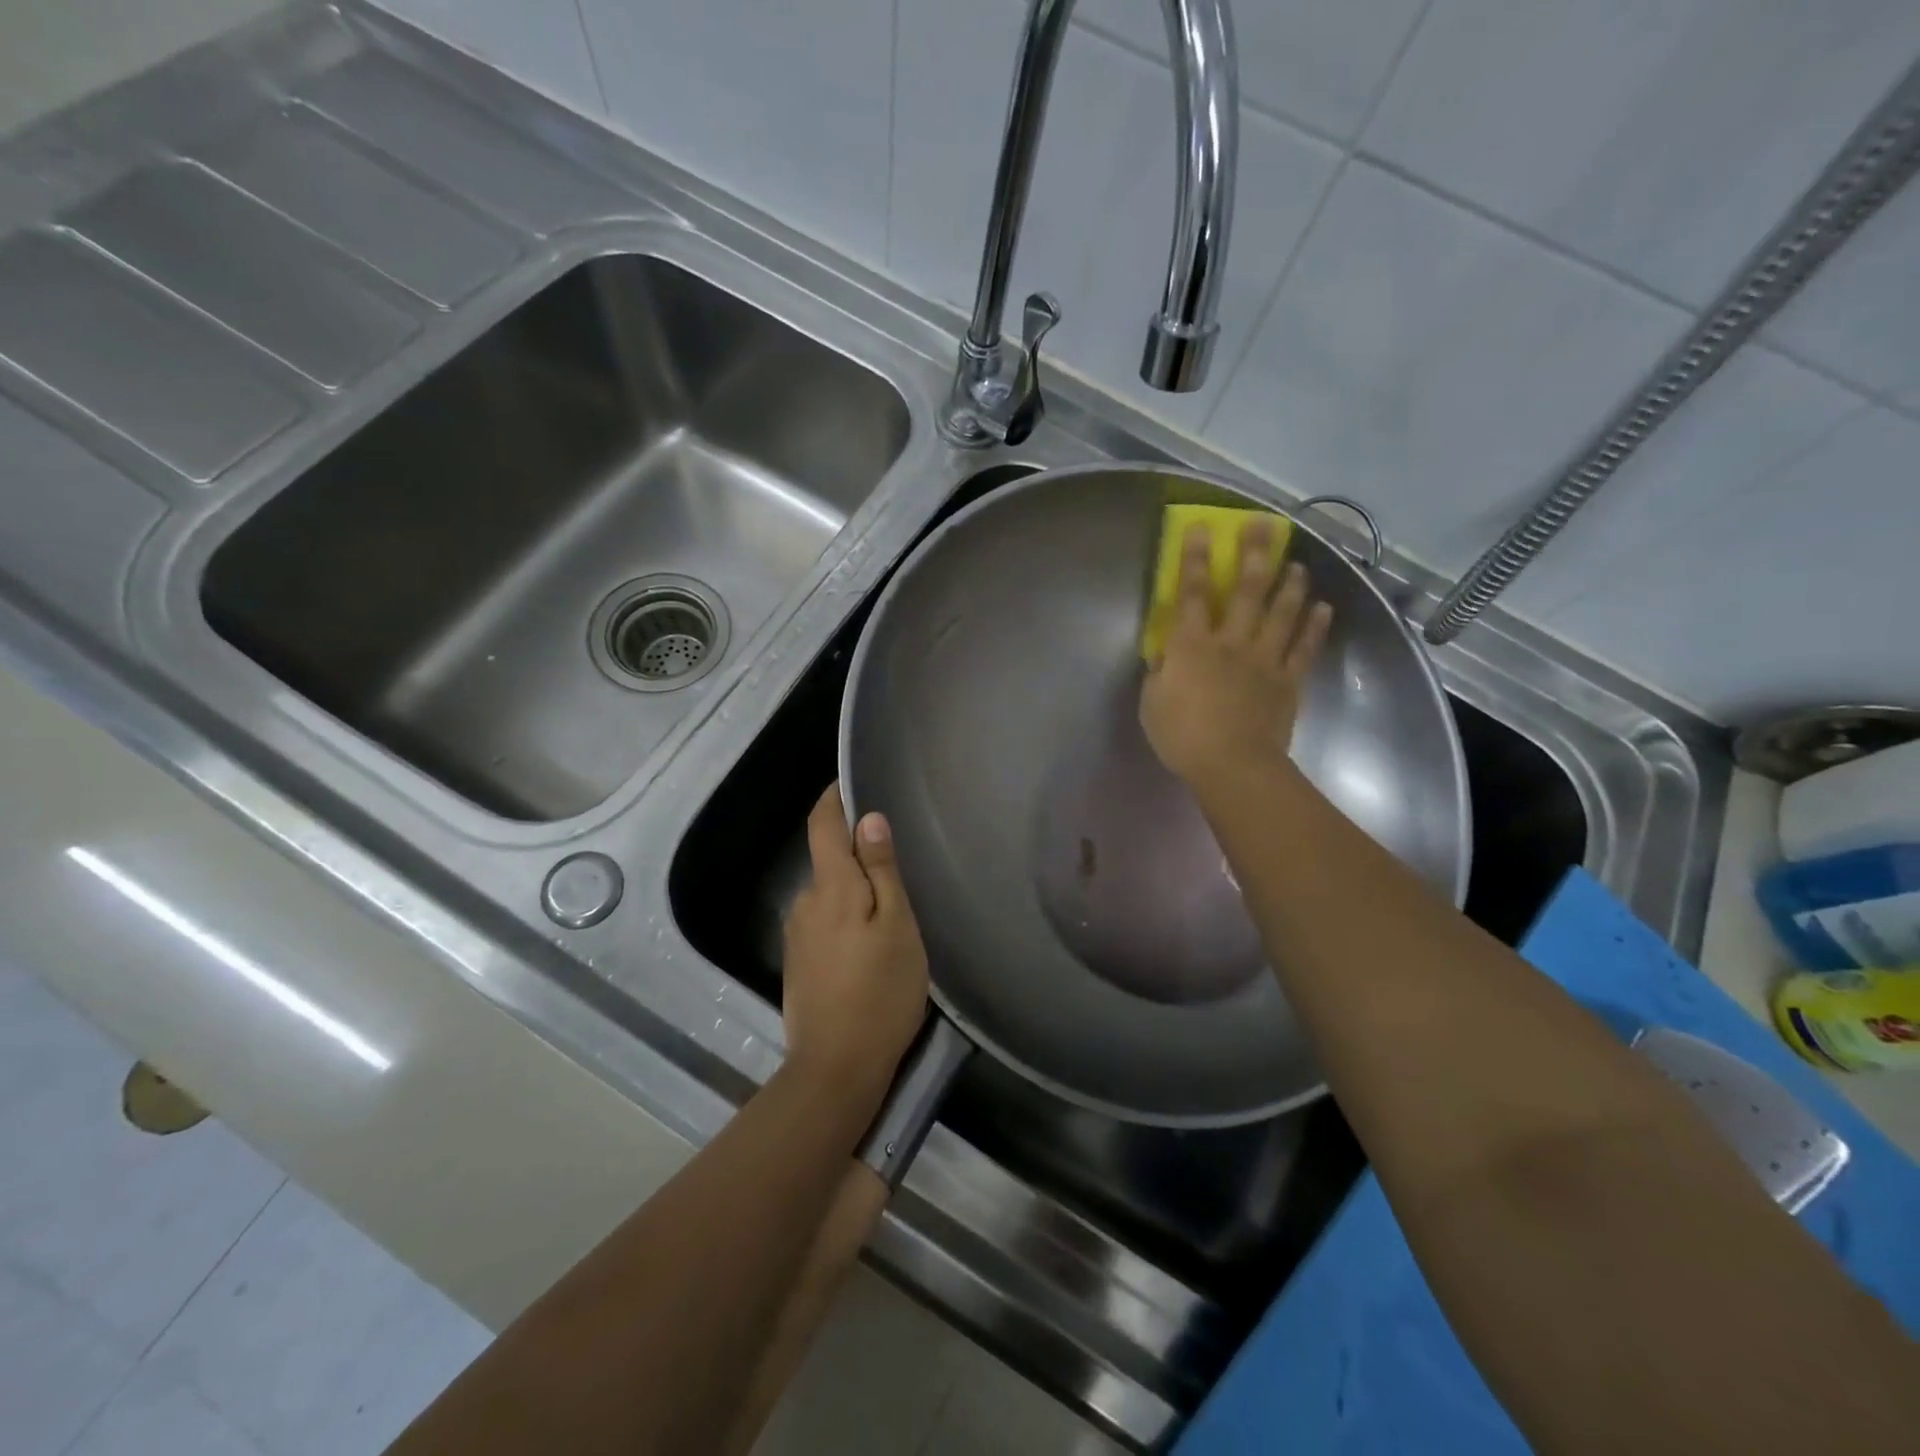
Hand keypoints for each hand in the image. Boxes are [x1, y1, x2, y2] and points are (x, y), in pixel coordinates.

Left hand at [780, 784, 929, 1105]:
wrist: (835, 1068)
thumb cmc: (880, 992)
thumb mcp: (898, 927)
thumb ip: (882, 871)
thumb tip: (869, 818)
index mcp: (830, 886)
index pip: (823, 824)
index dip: (834, 798)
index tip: (850, 782)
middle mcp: (804, 903)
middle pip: (828, 860)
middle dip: (857, 854)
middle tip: (899, 867)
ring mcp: (797, 936)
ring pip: (828, 895)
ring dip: (853, 893)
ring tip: (890, 912)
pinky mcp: (798, 963)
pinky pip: (823, 922)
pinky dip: (845, 919)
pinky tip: (868, 946)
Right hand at [1140, 518, 1333, 790]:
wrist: (1232, 765)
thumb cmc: (1181, 735)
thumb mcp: (1152, 702)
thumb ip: (1161, 672)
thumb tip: (1166, 654)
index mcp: (1192, 646)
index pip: (1193, 593)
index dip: (1196, 559)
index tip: (1202, 528)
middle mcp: (1232, 642)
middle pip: (1246, 591)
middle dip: (1254, 555)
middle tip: (1263, 526)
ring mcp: (1265, 660)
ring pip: (1282, 613)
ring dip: (1290, 585)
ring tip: (1297, 564)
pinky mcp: (1288, 682)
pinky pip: (1304, 649)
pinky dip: (1315, 627)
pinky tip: (1323, 608)